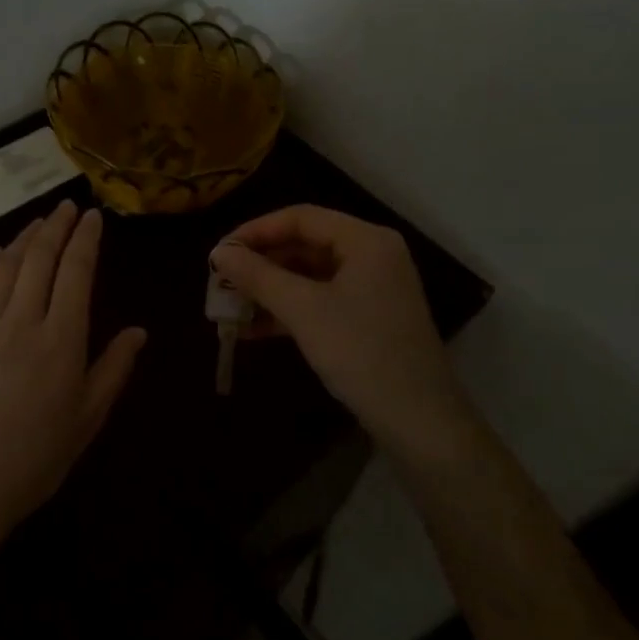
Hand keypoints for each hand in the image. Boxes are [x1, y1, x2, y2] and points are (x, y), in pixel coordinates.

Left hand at [0, 199, 146, 546]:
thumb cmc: (34, 459)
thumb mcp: (87, 419)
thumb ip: (113, 369)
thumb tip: (139, 331)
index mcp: (61, 340)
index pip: (76, 273)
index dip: (86, 239)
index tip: (93, 217)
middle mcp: (21, 322)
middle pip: (39, 259)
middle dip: (56, 227)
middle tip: (67, 206)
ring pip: (3, 267)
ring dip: (22, 239)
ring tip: (38, 223)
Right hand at [211, 206, 469, 463]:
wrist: (420, 422)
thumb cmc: (362, 353)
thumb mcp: (303, 311)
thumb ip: (258, 276)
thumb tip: (218, 253)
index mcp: (365, 240)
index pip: (300, 217)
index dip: (255, 231)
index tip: (219, 253)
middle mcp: (371, 255)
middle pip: (304, 244)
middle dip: (260, 263)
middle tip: (220, 280)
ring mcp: (371, 288)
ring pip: (309, 275)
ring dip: (269, 289)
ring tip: (229, 306)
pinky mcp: (367, 318)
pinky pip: (319, 301)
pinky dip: (288, 310)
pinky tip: (253, 329)